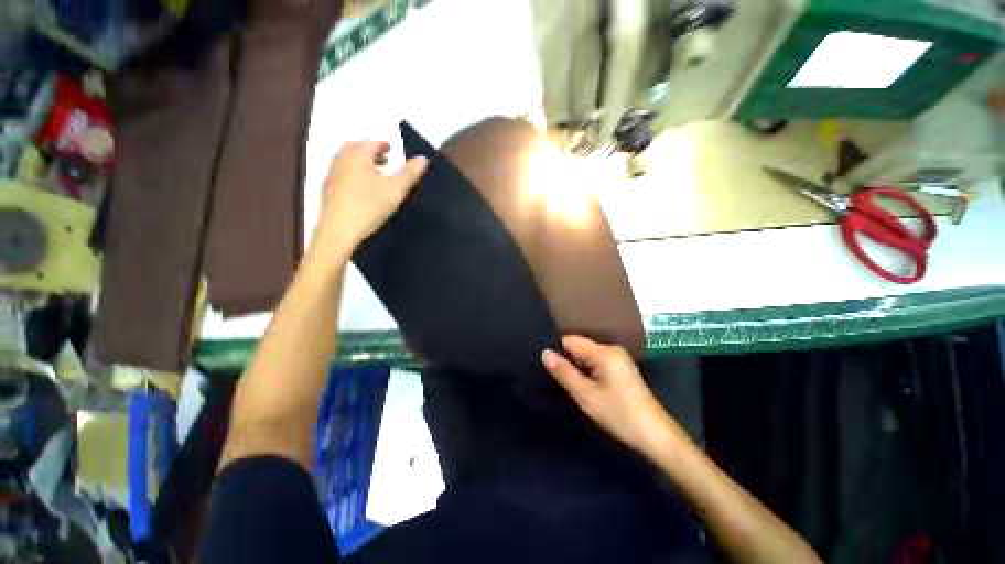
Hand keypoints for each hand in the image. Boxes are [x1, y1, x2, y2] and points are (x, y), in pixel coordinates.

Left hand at [311, 140, 427, 257]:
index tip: (392, 149)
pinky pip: (342, 173)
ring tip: (375, 174)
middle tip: (384, 159)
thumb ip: (410, 173)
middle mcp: (341, 159)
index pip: (371, 143)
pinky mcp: (328, 189)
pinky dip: (353, 173)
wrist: (338, 231)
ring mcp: (332, 174)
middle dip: (371, 151)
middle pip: (356, 148)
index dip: (383, 145)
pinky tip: (362, 188)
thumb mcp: (396, 190)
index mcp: (357, 156)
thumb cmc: (369, 207)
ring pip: (347, 160)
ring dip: (362, 162)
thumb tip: (423, 158)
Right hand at [542, 335, 688, 454]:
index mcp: (604, 352)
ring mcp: (619, 360)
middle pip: (580, 347)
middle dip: (566, 359)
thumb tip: (545, 352)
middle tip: (552, 375)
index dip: (557, 349)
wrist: (656, 437)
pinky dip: (587, 372)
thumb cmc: (619, 414)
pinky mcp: (621, 371)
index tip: (545, 363)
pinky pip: (597, 364)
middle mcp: (612, 350)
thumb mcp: (586, 395)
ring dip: (576, 367)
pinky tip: (582, 385)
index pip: (571, 340)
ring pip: (588, 357)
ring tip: (563, 380)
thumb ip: (564, 372)